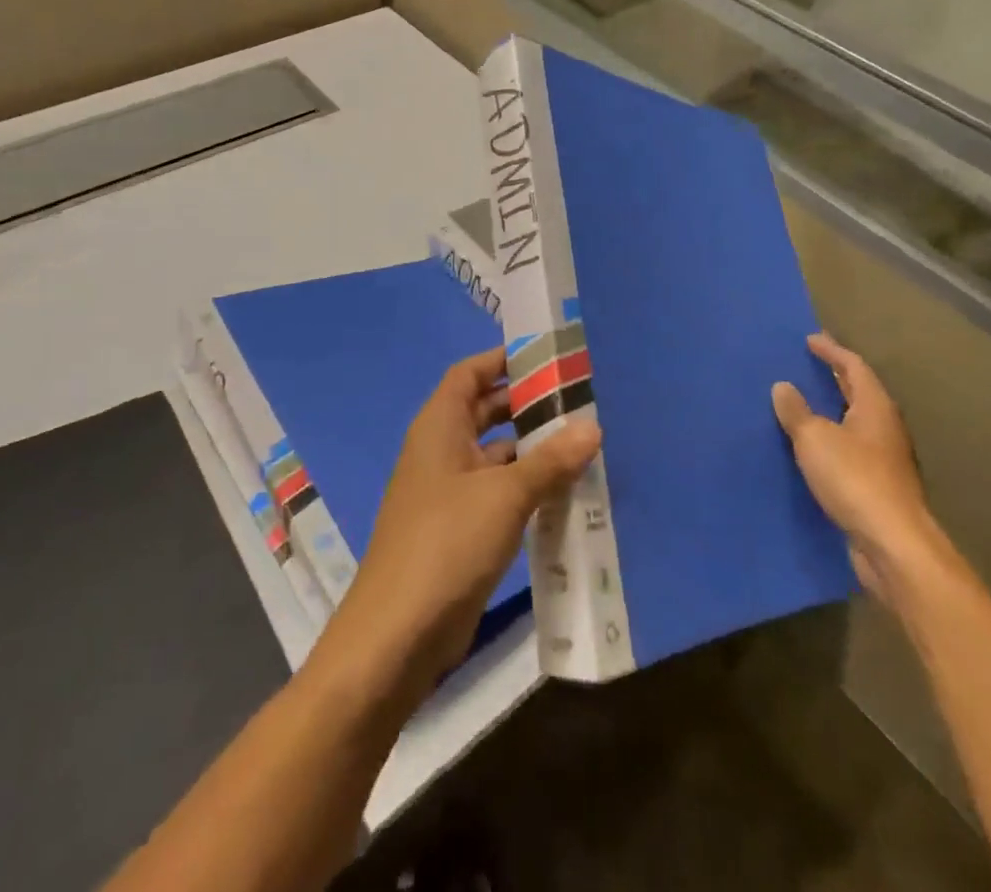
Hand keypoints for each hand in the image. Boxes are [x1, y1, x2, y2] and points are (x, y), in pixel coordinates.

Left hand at [314, 346, 601, 697]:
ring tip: (582, 443)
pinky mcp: (458, 529)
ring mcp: (448, 491)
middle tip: (577, 400)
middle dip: (525, 403)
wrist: (397, 633)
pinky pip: (496, 492)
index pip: (469, 373)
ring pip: (494, 454)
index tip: (546, 356)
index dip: (502, 359)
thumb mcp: (505, 496)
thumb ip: (550, 460)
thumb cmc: (447, 543)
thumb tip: (593, 425)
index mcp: (439, 426)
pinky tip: (564, 493)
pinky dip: (525, 487)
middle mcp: (440, 450)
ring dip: (530, 449)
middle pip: (483, 410)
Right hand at [773, 333, 942, 604]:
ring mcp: (884, 460)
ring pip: (855, 423)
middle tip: (808, 365)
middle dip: (835, 377)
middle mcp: (885, 429)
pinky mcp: (877, 487)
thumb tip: (783, 386)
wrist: (892, 545)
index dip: (832, 351)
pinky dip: (830, 440)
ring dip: (832, 410)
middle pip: (860, 393)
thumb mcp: (815, 438)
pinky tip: (810, 447)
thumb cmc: (854, 479)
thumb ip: (797, 411)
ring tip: (803, 403)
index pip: (855, 367)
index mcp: (875, 408)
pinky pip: (849, 450)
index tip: (809, 339)